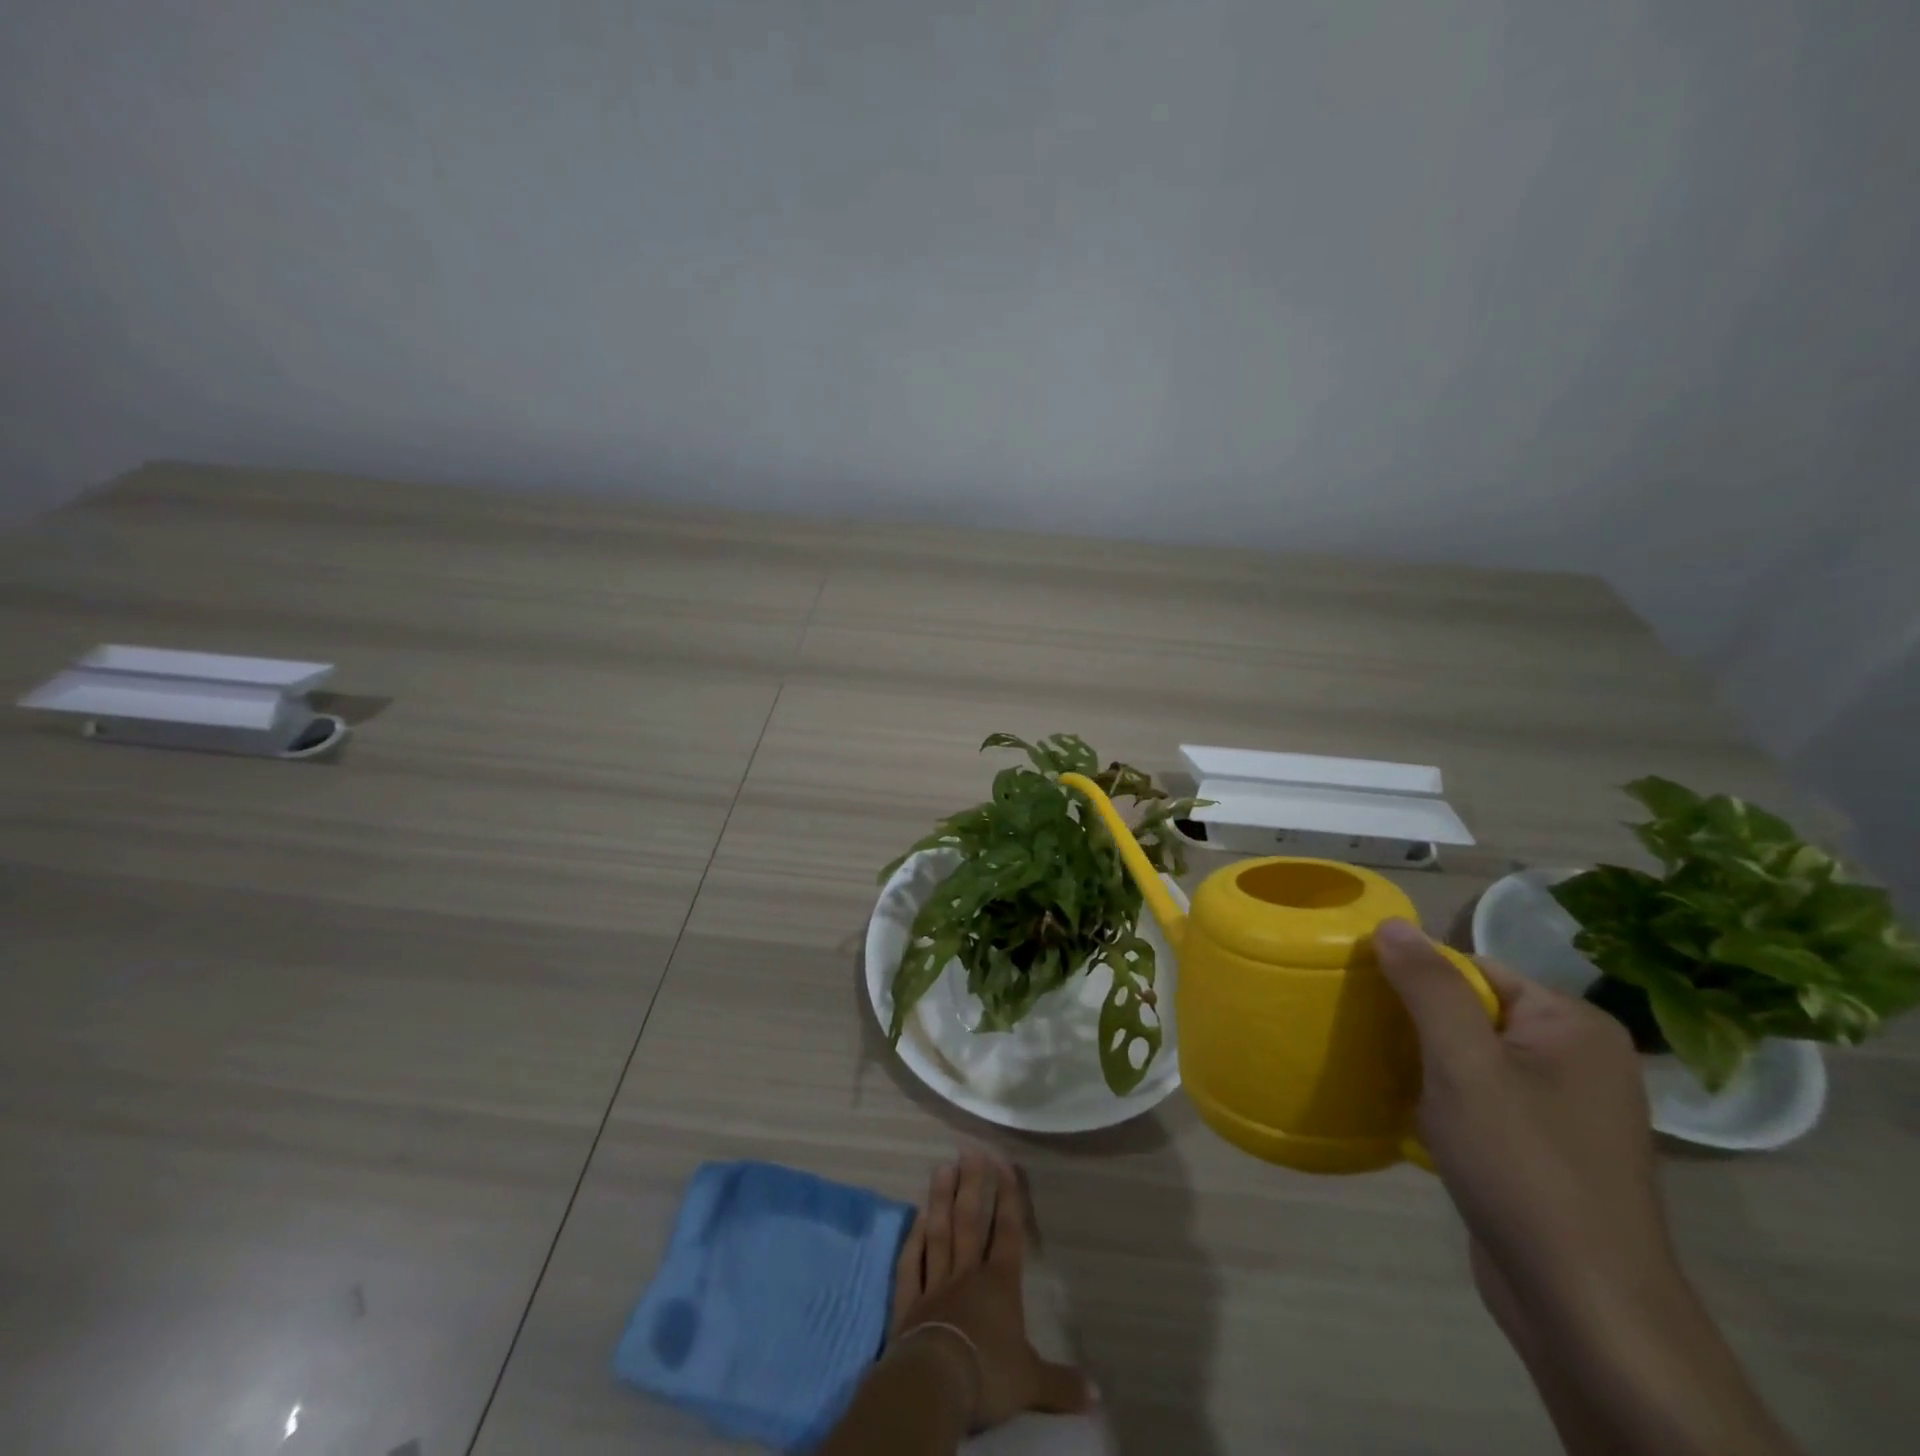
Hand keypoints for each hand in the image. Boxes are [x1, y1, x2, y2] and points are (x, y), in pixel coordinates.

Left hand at [888, 1151, 1093, 1429]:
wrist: (936, 1383)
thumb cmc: (989, 1375)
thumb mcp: (1032, 1383)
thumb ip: (1061, 1384)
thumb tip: (1098, 1395)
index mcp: (999, 1284)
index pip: (1007, 1233)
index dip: (1008, 1199)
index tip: (1004, 1164)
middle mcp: (967, 1273)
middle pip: (969, 1221)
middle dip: (972, 1185)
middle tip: (969, 1150)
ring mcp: (935, 1283)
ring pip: (939, 1232)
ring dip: (940, 1199)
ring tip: (942, 1166)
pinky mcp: (909, 1301)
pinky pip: (911, 1263)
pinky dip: (913, 1239)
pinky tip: (915, 1217)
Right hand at [1374, 917, 1671, 1308]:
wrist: (1583, 1305)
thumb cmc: (1523, 1166)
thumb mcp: (1464, 1064)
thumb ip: (1428, 988)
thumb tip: (1392, 924)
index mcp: (1574, 1025)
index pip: (1477, 970)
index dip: (1419, 980)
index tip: (1367, 999)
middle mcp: (1580, 1059)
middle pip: (1475, 1012)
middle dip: (1419, 1024)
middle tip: (1367, 1036)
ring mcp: (1567, 1108)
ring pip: (1475, 1059)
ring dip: (1427, 1065)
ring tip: (1381, 1072)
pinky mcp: (1548, 1149)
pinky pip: (1485, 1099)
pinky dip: (1446, 1101)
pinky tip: (1412, 1117)